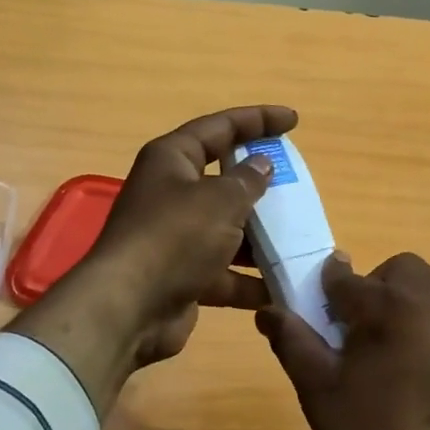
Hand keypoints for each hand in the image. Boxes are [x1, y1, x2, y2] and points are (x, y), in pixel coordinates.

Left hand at [9, 105, 294, 413]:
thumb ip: (248, 180)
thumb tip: (262, 164)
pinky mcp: (182, 276)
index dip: (257, 120)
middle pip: (223, 179)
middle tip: (298, 185)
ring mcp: (175, 238)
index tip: (293, 120)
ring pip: (226, 229)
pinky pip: (224, 272)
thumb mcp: (220, 200)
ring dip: (260, 237)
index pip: (220, 128)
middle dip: (261, 184)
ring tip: (300, 239)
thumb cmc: (175, 238)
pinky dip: (249, 279)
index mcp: (172, 160)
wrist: (129, 309)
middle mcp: (171, 194)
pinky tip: (282, 286)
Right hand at [258, 253, 429, 429]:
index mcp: (394, 308)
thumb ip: (292, 338)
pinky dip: (428, 328)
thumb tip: (268, 309)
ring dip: (403, 306)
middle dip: (373, 288)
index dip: (325, 290)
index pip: (349, 278)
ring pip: (429, 292)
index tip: (316, 311)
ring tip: (386, 355)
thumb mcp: (317, 388)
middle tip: (355, 334)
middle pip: (401, 271)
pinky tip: (415, 374)